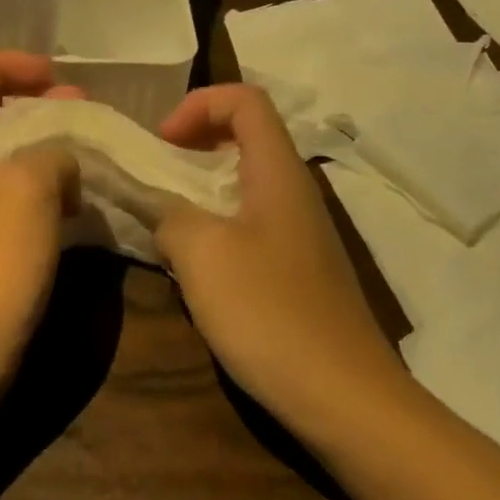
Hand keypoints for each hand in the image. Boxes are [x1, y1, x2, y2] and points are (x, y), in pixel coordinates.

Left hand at [0, 52, 80, 397]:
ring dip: (46, 146)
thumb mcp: (26, 190)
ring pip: (5, 155)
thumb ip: (51, 152)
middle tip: (83, 114)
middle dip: (35, 103)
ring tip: (88, 155)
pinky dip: (45, 187)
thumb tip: (62, 158)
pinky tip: (78, 203)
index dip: (8, 64)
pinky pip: (13, 195)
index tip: (54, 78)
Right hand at [156, 84, 403, 434]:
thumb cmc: (271, 313)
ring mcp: (298, 234)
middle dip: (193, 144)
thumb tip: (161, 210)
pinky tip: (191, 267)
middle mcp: (293, 192)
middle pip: (245, 137)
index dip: (199, 105)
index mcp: (278, 173)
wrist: (345, 400)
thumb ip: (169, 215)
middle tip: (154, 175)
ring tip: (163, 220)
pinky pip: (248, 225)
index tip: (161, 143)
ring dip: (198, 189)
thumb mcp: (202, 254)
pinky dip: (213, 227)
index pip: (245, 100)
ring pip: (243, 184)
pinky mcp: (296, 271)